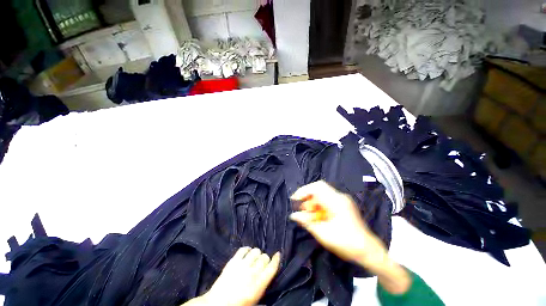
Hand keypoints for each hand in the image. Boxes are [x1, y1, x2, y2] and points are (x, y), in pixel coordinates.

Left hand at [202, 247, 279, 305]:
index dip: (276, 259)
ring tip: (254, 258)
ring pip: (255, 251)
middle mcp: (252, 273)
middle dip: (265, 259)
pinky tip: (247, 253)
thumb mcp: (255, 299)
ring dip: (257, 254)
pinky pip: (244, 249)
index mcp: (259, 285)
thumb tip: (268, 274)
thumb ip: (263, 285)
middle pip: (264, 257)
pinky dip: (247, 249)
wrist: (217, 304)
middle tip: (262, 263)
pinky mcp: (233, 261)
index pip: (272, 267)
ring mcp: (242, 265)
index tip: (278, 254)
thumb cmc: (238, 305)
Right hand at [290, 181, 410, 293]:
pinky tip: (317, 216)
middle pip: (319, 188)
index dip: (303, 191)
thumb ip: (307, 222)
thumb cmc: (346, 243)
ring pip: (322, 194)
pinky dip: (319, 206)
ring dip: (313, 202)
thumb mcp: (324, 234)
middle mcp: (340, 197)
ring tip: (309, 215)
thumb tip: (293, 215)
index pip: (317, 187)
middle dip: (307, 197)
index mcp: (336, 202)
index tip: (294, 199)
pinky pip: (327, 199)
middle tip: (301, 208)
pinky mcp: (343, 204)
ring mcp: (343, 200)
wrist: (368, 250)